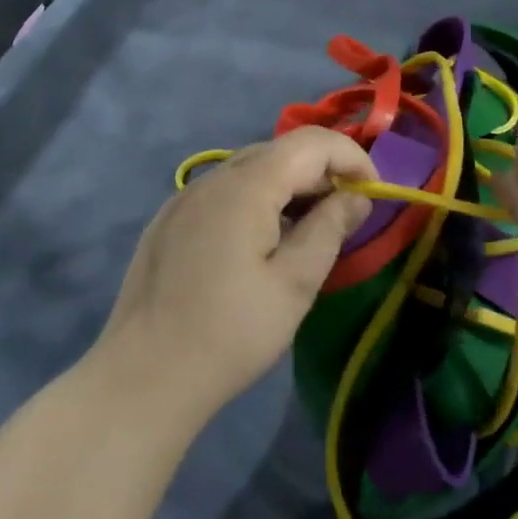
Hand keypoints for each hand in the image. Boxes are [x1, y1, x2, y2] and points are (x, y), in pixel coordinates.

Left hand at [90, 127, 375, 425]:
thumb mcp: (295, 284)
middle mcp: (212, 179)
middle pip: (279, 152)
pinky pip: (222, 193)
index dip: (351, 157)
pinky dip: (255, 201)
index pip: (311, 143)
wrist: (144, 375)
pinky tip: (259, 243)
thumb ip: (329, 229)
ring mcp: (184, 199)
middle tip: (346, 215)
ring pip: (249, 171)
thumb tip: (356, 198)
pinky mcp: (168, 222)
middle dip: (321, 172)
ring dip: (288, 187)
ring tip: (308, 230)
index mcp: (246, 186)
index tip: (373, 194)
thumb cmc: (231, 332)